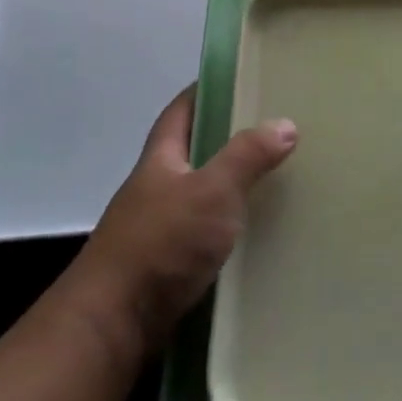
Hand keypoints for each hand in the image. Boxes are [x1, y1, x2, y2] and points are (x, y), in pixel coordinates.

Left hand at [67, 87, 296, 356]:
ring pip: (202, 192)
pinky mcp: (169, 262)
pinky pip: (206, 230)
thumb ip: (247, 157)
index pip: (180, 111)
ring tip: (278, 176)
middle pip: (193, 150)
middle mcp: (157, 187)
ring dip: (232, 184)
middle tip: (275, 129)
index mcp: (160, 159)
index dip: (205, 91)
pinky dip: (229, 224)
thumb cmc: (162, 243)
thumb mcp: (212, 191)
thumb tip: (286, 123)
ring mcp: (160, 226)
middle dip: (228, 138)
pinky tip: (258, 230)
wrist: (115, 321)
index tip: (239, 79)